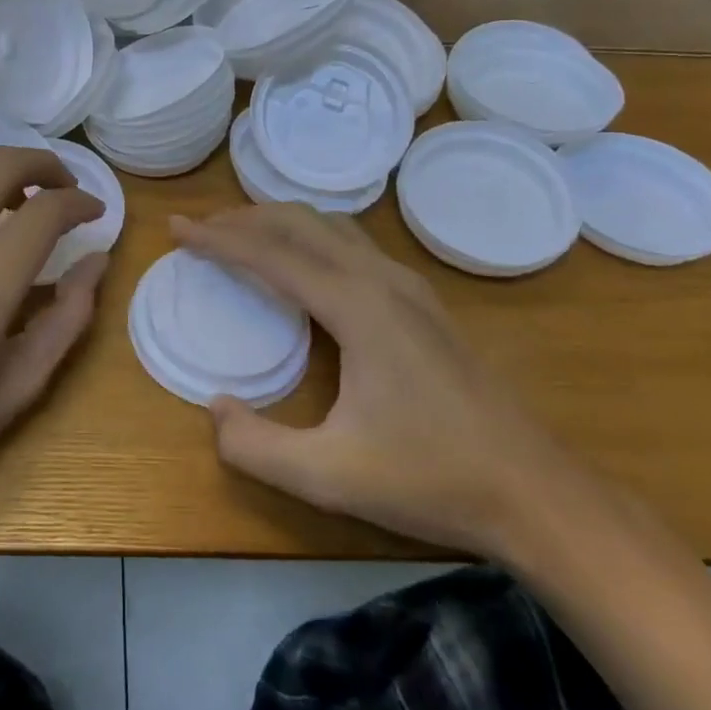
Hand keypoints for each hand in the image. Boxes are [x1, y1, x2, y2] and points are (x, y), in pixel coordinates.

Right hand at [174, 204, 575, 556]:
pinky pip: (352, 245)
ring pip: (332, 227)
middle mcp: (381, 279)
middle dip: (245, 219)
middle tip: (201, 230)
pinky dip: (311, 239)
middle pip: (301, 223)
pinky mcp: (422, 301)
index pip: (272, 255)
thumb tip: (214, 408)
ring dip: (280, 223)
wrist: (533, 490)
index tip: (177, 228)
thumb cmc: (430, 478)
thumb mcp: (328, 476)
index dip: (218, 239)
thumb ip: (256, 446)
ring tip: (242, 237)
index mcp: (356, 307)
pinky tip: (302, 268)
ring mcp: (408, 286)